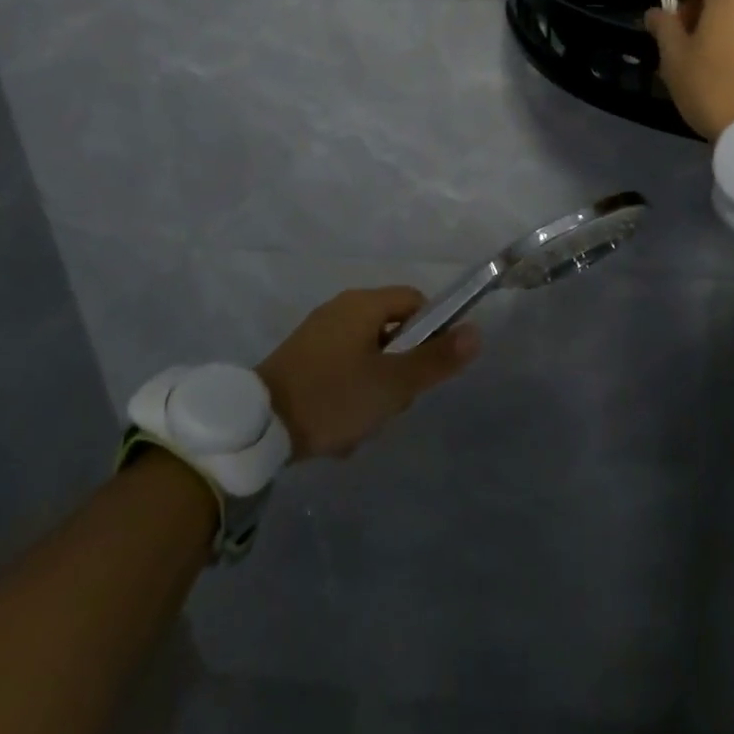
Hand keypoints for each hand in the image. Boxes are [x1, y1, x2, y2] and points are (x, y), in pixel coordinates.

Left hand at [256, 287, 479, 460]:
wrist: (257, 427)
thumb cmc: (333, 396)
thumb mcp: (393, 384)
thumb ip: (436, 359)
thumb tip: (477, 332)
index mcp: (363, 304)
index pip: (416, 302)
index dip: (430, 332)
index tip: (424, 370)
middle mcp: (341, 309)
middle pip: (393, 333)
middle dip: (399, 372)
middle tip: (391, 405)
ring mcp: (318, 335)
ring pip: (368, 359)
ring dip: (373, 392)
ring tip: (361, 427)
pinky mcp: (300, 361)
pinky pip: (341, 372)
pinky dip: (347, 397)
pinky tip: (338, 431)